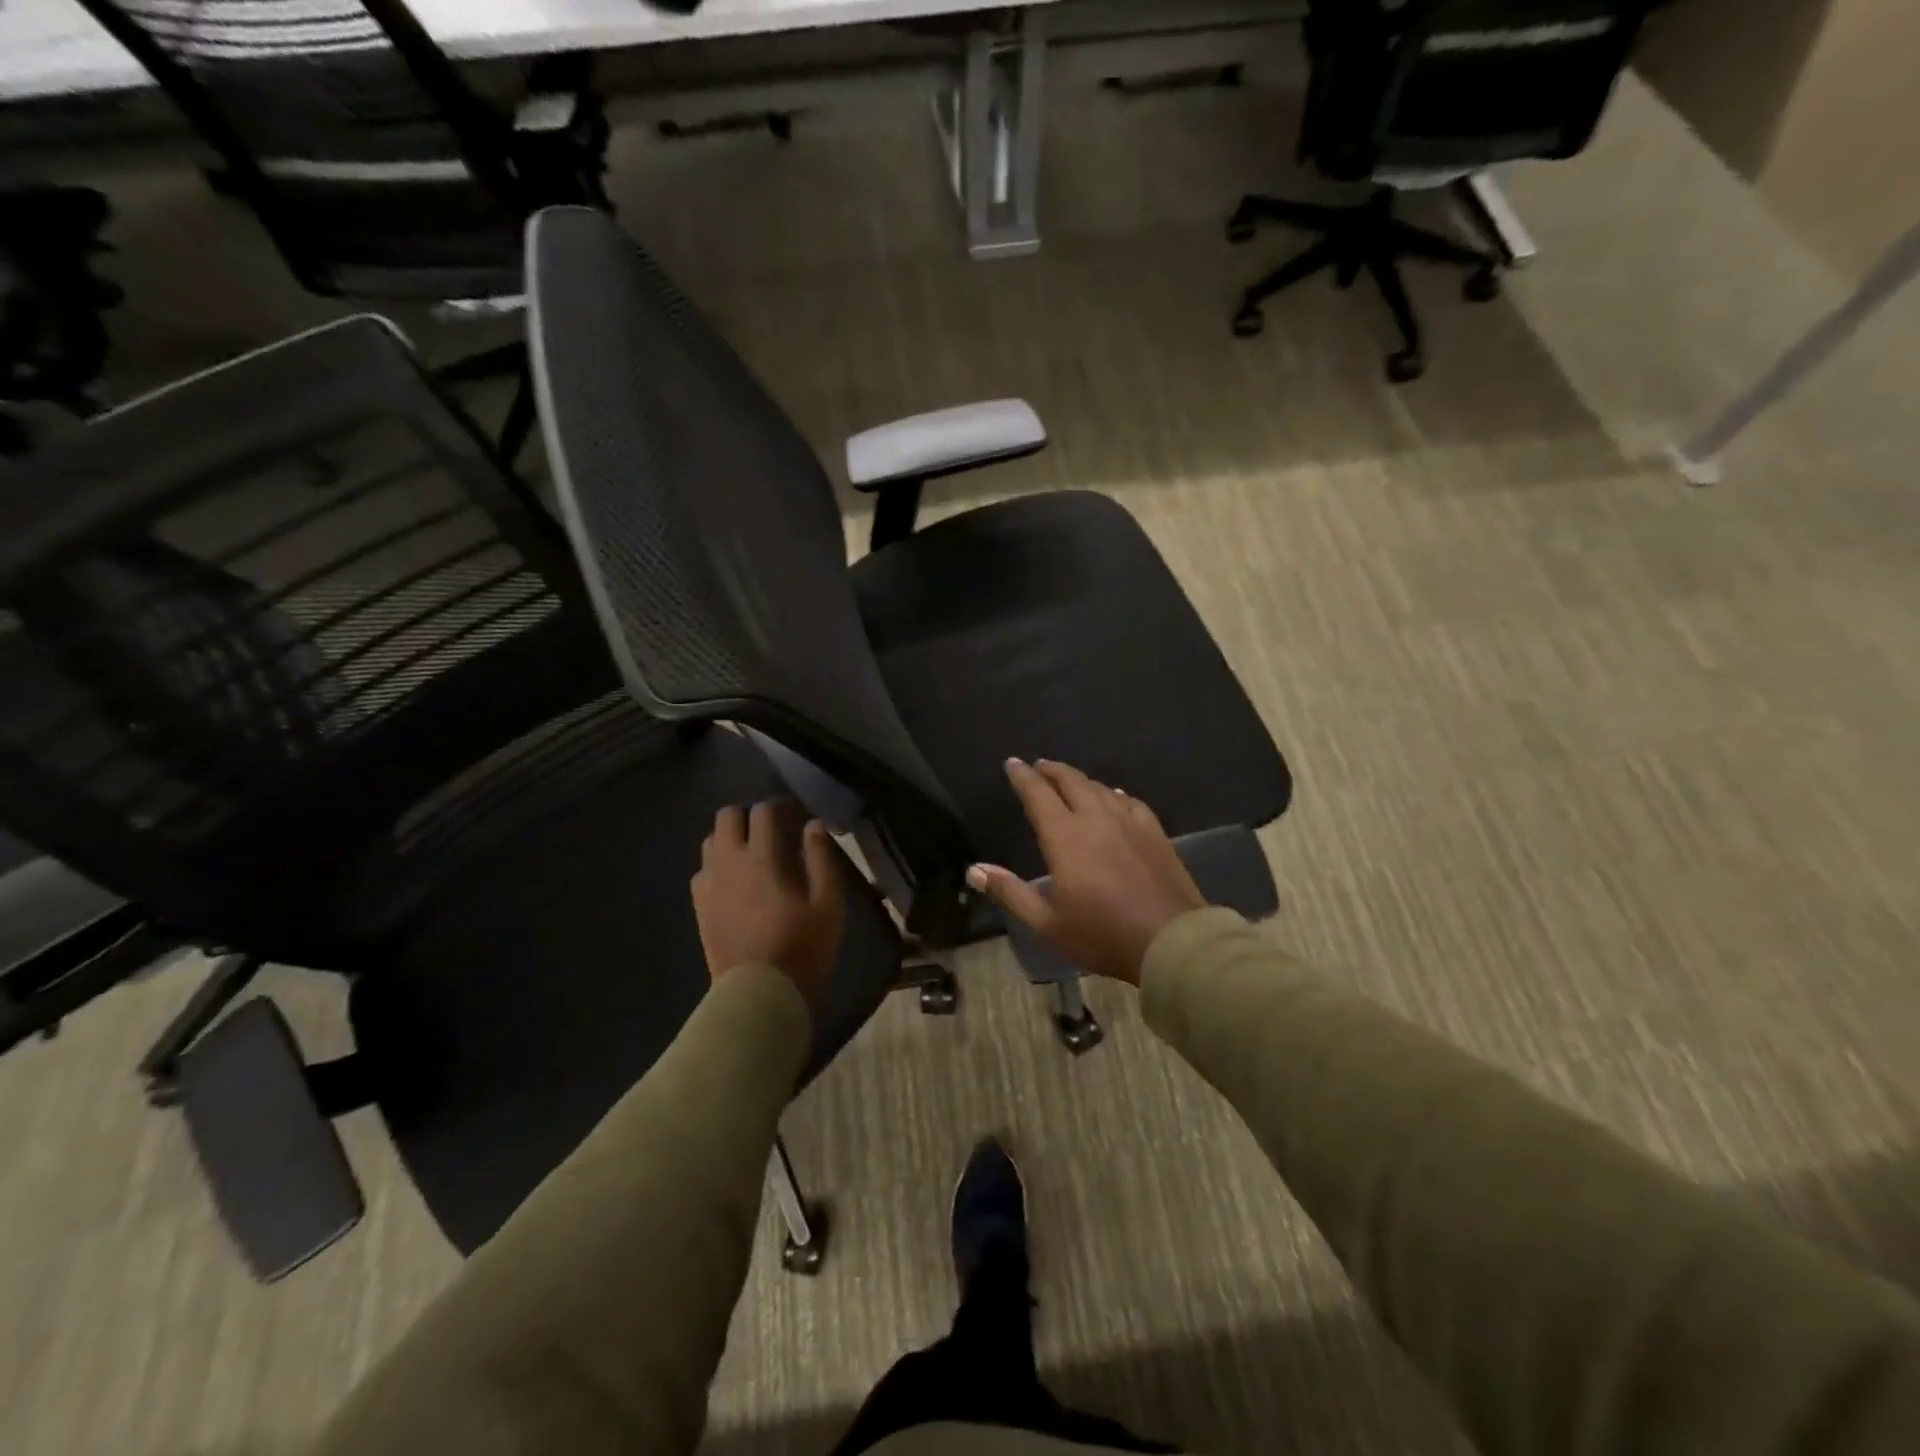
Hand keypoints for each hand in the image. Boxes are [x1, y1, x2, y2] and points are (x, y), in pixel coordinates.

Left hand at [691, 801, 845, 1009]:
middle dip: (748, 816)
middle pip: (727, 816)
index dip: (780, 806)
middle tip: (771, 832)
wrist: (759, 995)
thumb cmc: (803, 948)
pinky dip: (717, 866)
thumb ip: (821, 859)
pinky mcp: (700, 907)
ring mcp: (709, 885)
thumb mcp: (828, 904)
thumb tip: (813, 825)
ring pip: (710, 841)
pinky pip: (702, 870)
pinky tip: (735, 883)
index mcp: (762, 858)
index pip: (763, 811)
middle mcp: (729, 862)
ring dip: (730, 839)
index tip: (796, 816)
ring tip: (752, 855)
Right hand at [967, 759, 1205, 984]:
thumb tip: (974, 870)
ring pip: (1099, 788)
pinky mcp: (1154, 833)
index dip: (1022, 777)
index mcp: (1065, 837)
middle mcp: (1095, 819)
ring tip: (1069, 780)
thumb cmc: (1101, 934)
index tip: (1011, 764)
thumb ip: (1010, 892)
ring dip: (1080, 780)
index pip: (1038, 794)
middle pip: (1071, 782)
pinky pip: (1130, 802)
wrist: (1170, 940)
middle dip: (1051, 770)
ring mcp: (1128, 823)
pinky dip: (1114, 794)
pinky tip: (1114, 797)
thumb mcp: (1047, 922)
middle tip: (1038, 766)